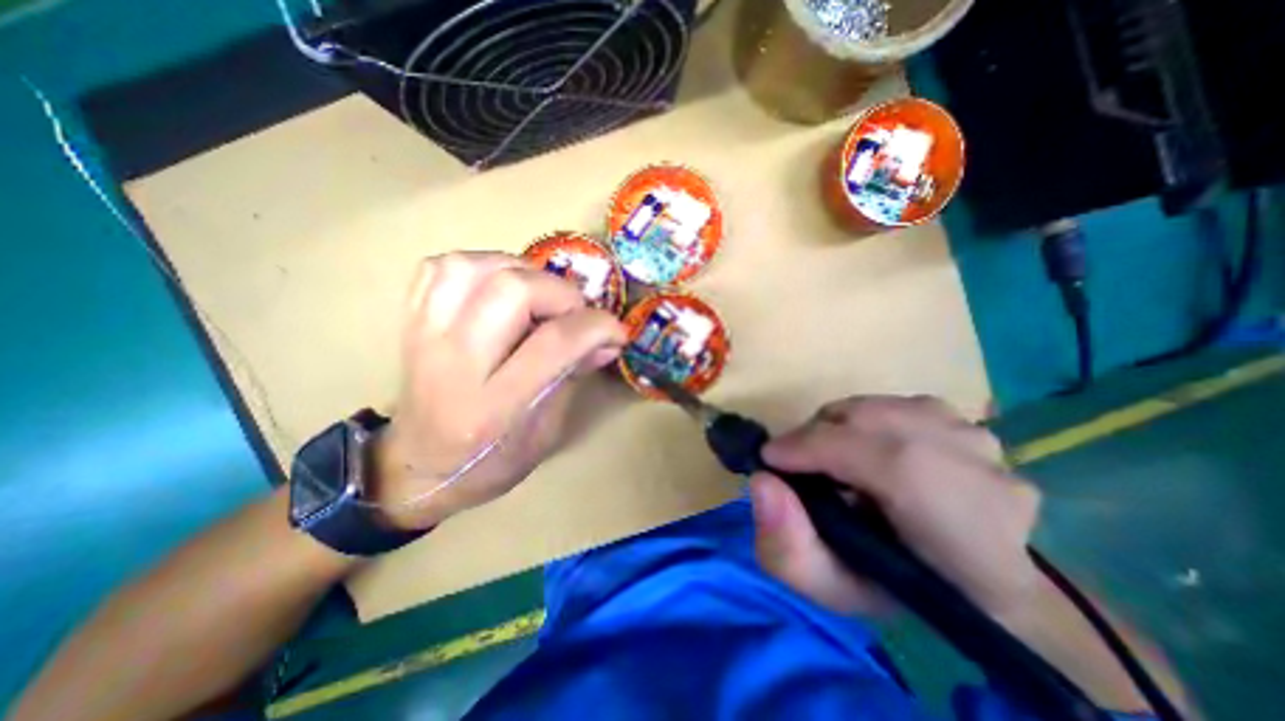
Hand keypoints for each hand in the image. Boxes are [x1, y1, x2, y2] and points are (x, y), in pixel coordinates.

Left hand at [372, 253, 629, 530]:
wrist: (416, 466)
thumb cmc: (490, 462)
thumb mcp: (545, 432)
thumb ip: (573, 377)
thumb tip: (607, 340)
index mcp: (493, 407)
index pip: (554, 343)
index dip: (596, 326)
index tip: (616, 331)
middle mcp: (455, 364)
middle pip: (511, 290)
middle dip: (560, 292)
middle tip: (574, 313)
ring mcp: (424, 337)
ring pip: (472, 267)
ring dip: (520, 271)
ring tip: (539, 294)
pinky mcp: (411, 322)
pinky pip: (442, 267)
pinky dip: (481, 265)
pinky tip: (499, 287)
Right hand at [756, 398, 1042, 614]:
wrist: (977, 580)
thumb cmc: (900, 590)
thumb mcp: (832, 590)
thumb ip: (788, 548)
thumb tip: (763, 482)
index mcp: (964, 532)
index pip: (880, 460)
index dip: (811, 448)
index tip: (769, 458)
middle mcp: (983, 472)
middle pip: (871, 421)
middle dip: (815, 435)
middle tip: (793, 461)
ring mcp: (980, 439)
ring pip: (878, 408)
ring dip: (838, 427)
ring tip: (828, 457)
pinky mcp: (969, 421)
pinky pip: (894, 405)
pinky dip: (864, 421)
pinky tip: (866, 449)